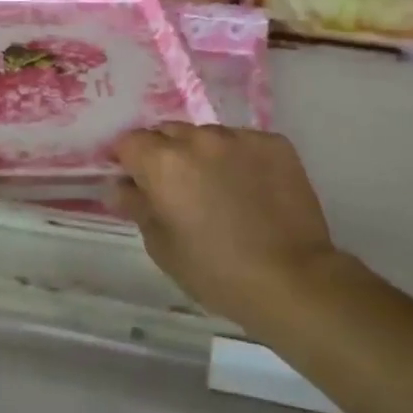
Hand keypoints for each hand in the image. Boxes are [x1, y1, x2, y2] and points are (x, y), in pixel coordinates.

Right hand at [114, 124, 349, 331]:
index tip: (135, 181)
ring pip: (207, 135)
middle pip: (167, 132)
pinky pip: (244, 142)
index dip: (127, 161)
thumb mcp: (162, 247)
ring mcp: (240, 137)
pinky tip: (250, 188)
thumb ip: (137, 207)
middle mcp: (199, 139)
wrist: (292, 280)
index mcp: (163, 162)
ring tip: (218, 188)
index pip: (129, 142)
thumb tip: (120, 186)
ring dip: (203, 154)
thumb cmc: (216, 272)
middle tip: (176, 187)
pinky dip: (239, 158)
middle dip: (164, 153)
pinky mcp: (274, 143)